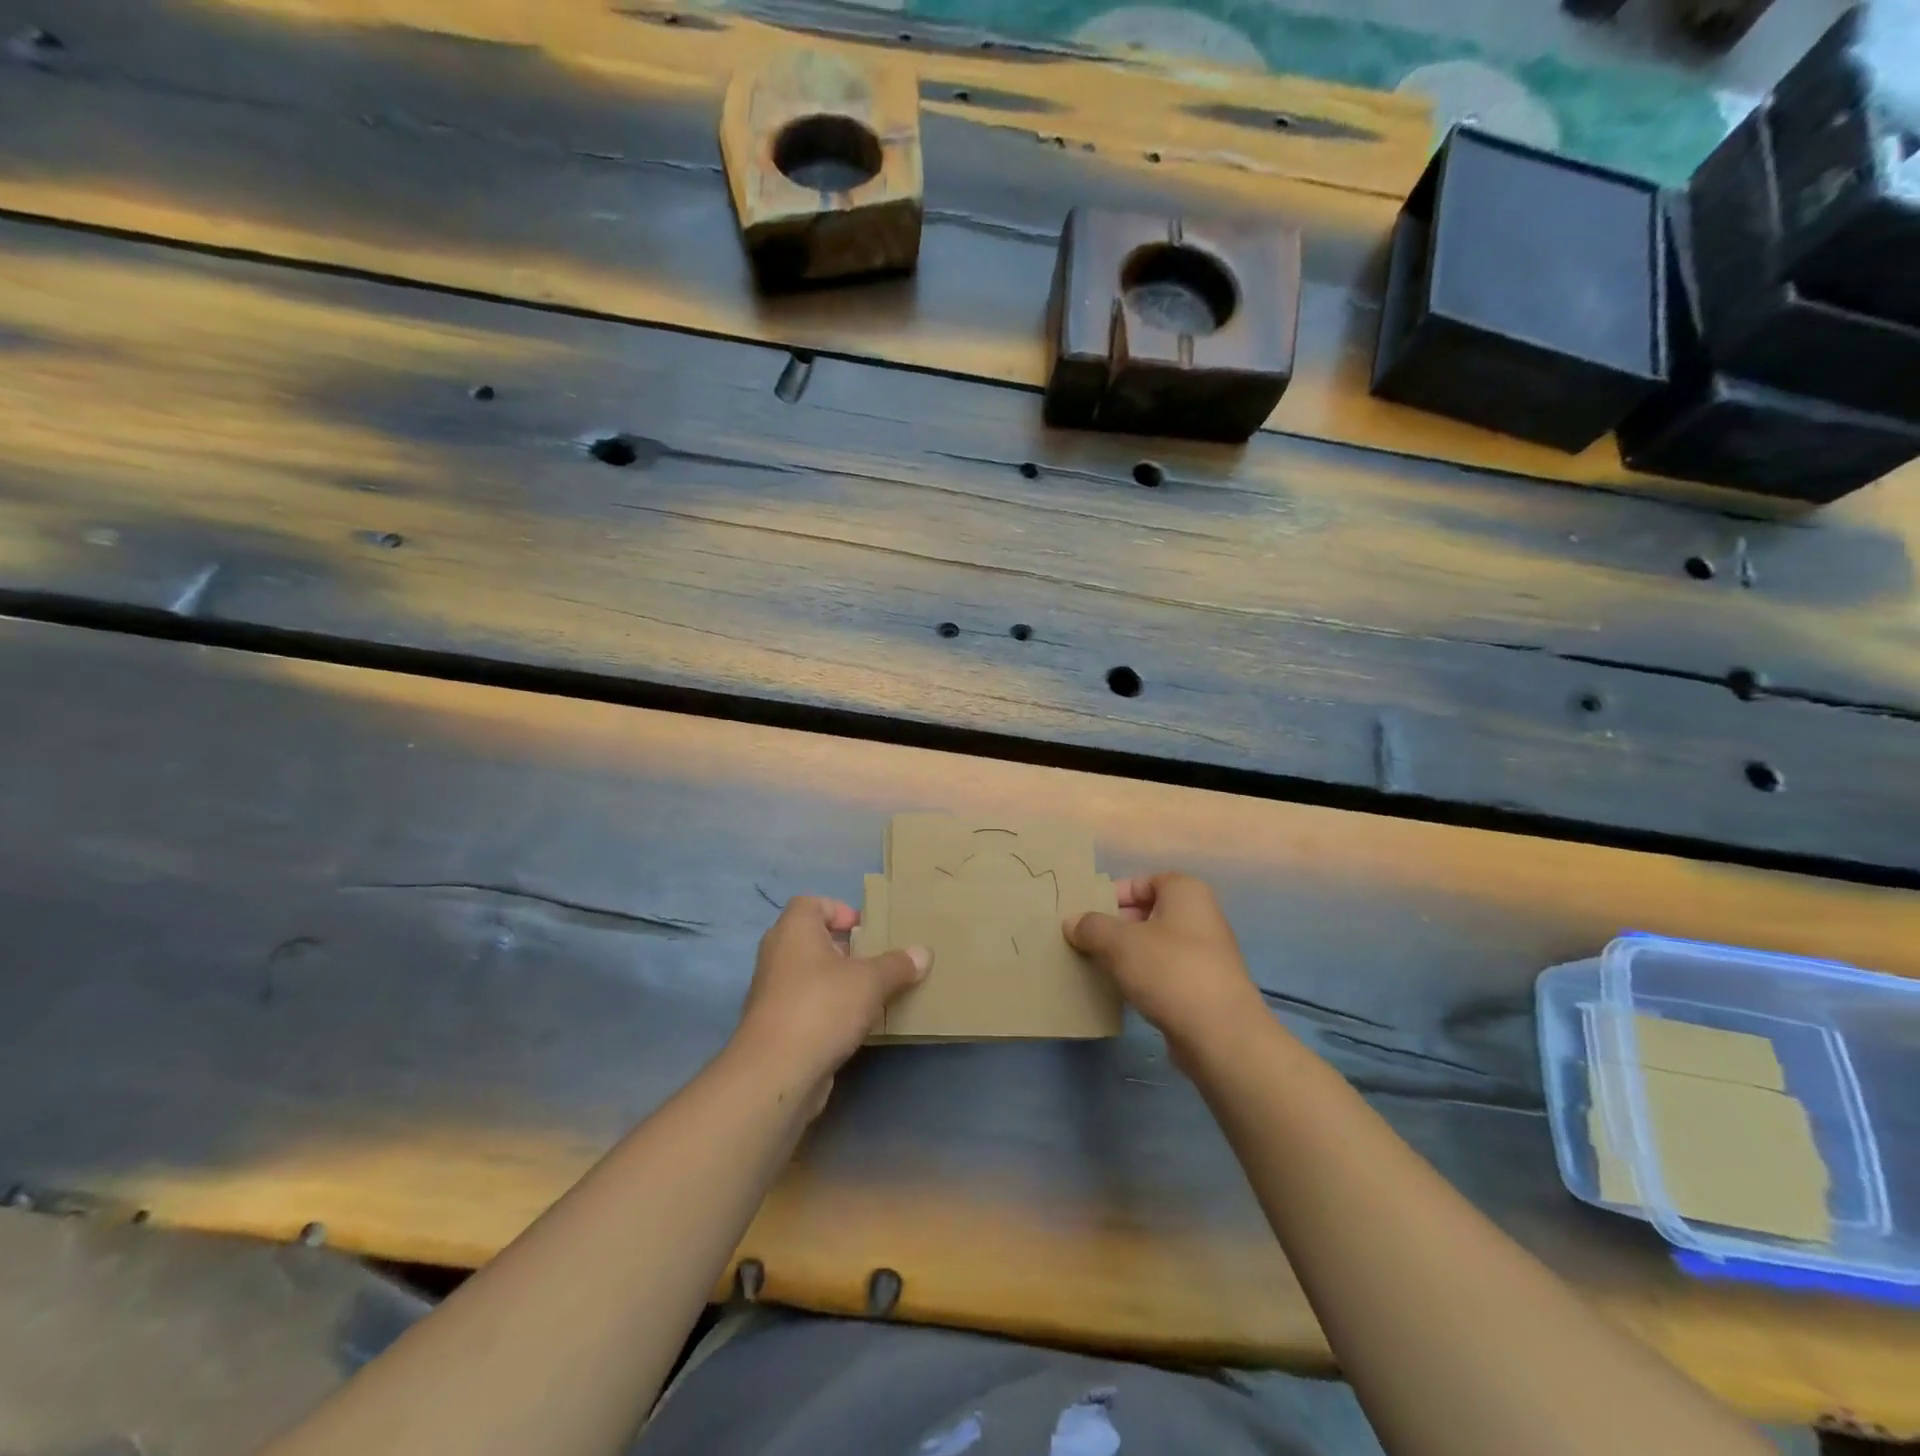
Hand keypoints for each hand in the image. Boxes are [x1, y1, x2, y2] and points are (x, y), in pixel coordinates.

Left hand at [730, 896, 929, 1109]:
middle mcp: (777, 955)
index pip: (811, 903)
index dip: (839, 910)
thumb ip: (897, 965)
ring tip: (872, 994)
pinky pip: (807, 1006)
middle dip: (845, 949)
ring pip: (810, 975)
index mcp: (793, 930)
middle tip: (876, 961)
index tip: (866, 930)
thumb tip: (923, 953)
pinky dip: (828, 1010)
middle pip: (812, 940)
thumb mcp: (870, 981)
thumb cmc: (822, 1007)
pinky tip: (855, 1025)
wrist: (776, 1073)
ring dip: (838, 982)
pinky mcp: (775, 1026)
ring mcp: (772, 992)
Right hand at [1065, 872, 1263, 1058]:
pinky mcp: (1202, 988)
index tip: (1086, 914)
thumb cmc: (1169, 970)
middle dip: (1114, 926)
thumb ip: (1091, 927)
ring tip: (1095, 966)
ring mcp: (1204, 954)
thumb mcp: (1119, 942)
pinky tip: (1120, 992)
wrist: (1220, 1034)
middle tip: (1084, 941)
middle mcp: (1200, 916)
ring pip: (1153, 945)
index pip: (1142, 881)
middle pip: (1147, 912)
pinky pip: (1163, 972)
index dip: (1112, 894)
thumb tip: (1072, 922)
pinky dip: (1141, 978)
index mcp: (1185, 892)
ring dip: (1125, 954)